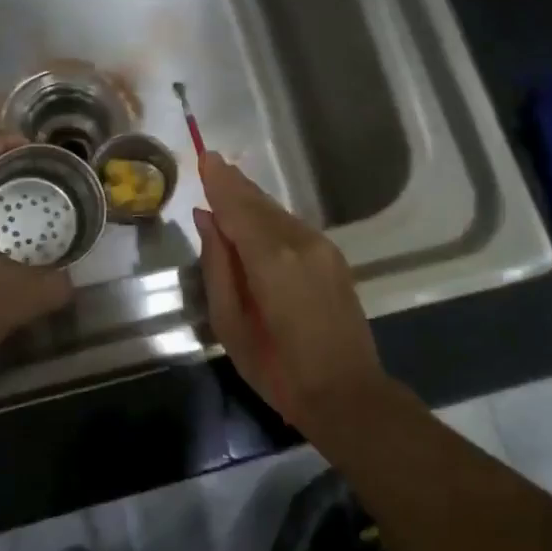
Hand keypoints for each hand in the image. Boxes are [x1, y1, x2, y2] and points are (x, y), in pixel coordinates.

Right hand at [191, 151, 387, 430]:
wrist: (347, 393)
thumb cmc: (277, 368)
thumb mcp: (231, 323)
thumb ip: (218, 265)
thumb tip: (207, 219)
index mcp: (271, 259)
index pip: (238, 207)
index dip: (219, 182)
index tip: (204, 157)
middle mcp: (300, 241)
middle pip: (260, 203)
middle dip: (235, 184)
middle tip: (212, 164)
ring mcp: (322, 248)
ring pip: (278, 213)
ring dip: (252, 200)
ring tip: (228, 186)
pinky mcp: (334, 258)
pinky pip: (293, 227)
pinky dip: (270, 218)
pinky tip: (256, 220)